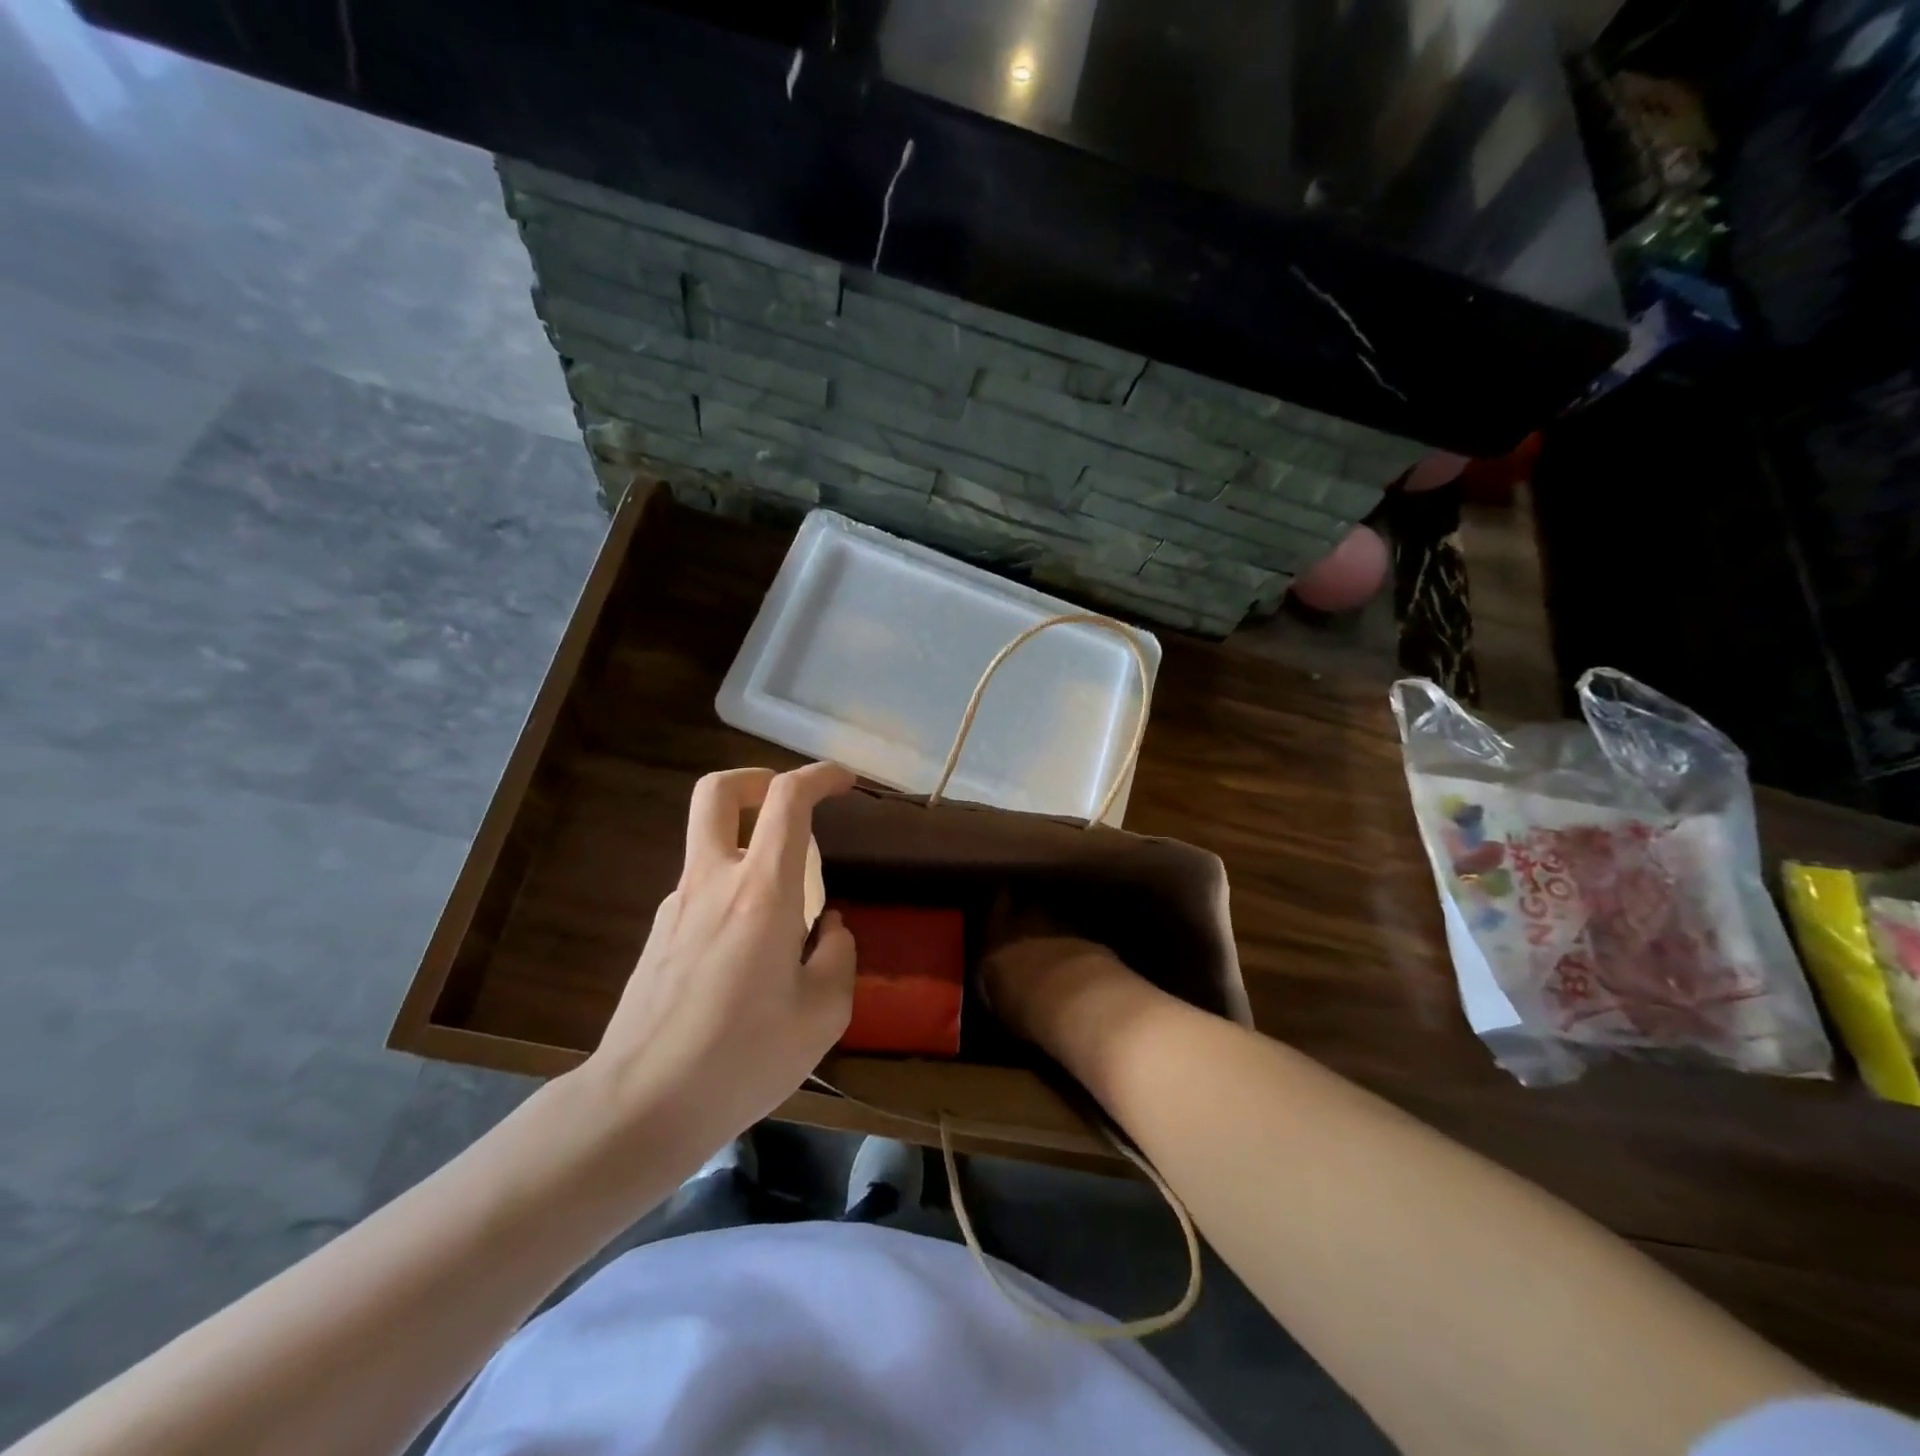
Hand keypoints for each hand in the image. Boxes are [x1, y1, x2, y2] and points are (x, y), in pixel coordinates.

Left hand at [585, 762, 858, 1154]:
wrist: (640, 1107)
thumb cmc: (742, 1059)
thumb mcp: (823, 1015)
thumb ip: (838, 956)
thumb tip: (830, 928)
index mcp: (762, 891)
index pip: (787, 800)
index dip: (819, 775)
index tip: (845, 782)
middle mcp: (714, 882)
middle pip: (718, 792)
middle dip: (756, 779)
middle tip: (787, 803)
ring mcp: (677, 906)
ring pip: (711, 846)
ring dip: (749, 850)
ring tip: (786, 919)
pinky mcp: (658, 936)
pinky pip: (703, 893)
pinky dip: (733, 896)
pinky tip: (748, 959)